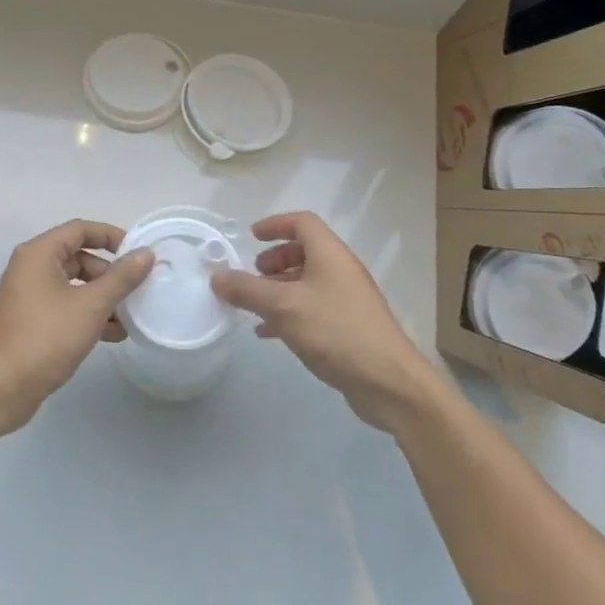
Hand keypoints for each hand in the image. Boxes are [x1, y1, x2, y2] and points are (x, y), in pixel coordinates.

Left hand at [0, 220, 155, 431]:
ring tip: (128, 318)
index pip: (80, 229)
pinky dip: (86, 314)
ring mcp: (27, 296)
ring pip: (72, 286)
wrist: (4, 386)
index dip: (111, 236)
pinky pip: (64, 307)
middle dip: (108, 274)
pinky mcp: (29, 321)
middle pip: (77, 258)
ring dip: (101, 298)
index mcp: (38, 254)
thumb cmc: (48, 336)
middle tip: (134, 290)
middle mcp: (29, 268)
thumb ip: (122, 278)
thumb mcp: (92, 305)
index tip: (137, 252)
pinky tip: (112, 334)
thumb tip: (146, 253)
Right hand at [212, 212, 442, 434]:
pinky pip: (312, 308)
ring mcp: (347, 299)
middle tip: (252, 275)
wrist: (387, 381)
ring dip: (279, 288)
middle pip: (305, 251)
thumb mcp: (282, 307)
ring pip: (307, 282)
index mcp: (330, 254)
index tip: (251, 237)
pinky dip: (288, 312)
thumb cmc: (334, 331)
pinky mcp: (348, 327)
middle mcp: (341, 270)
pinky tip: (269, 333)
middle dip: (274, 259)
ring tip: (254, 305)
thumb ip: (246, 290)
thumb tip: (217, 276)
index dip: (275, 224)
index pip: (302, 223)